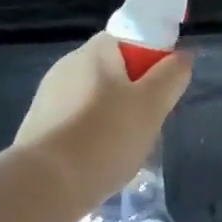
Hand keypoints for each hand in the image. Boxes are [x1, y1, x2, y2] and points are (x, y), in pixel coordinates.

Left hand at [15, 33, 193, 209]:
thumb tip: (183, 56)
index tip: (163, 88)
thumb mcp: (152, 104)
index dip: (151, 57)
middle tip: (150, 123)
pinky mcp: (39, 128)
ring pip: (95, 100)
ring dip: (114, 118)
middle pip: (113, 71)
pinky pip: (77, 124)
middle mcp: (67, 66)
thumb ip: (172, 76)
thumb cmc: (106, 136)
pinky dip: (93, 137)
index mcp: (94, 52)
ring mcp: (48, 98)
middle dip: (135, 94)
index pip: (129, 37)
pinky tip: (101, 162)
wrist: (47, 184)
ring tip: (127, 149)